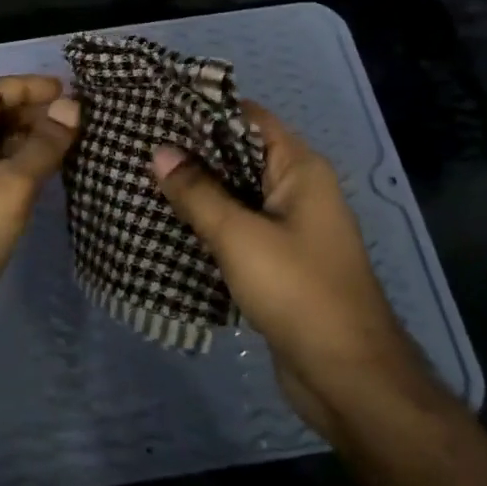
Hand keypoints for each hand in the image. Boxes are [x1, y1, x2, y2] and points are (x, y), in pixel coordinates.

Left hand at [0, 75, 79, 374]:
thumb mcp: (9, 187)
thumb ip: (42, 146)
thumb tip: (72, 107)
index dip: (25, 85)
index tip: (66, 90)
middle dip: (31, 111)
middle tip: (76, 119)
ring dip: (30, 140)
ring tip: (72, 144)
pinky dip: (25, 169)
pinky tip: (52, 178)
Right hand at [151, 101, 435, 440]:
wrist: (347, 377)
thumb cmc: (298, 292)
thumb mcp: (240, 236)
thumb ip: (198, 192)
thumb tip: (159, 152)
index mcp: (301, 169)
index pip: (249, 119)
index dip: (205, 110)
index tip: (158, 108)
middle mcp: (298, 190)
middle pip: (239, 156)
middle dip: (193, 152)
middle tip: (138, 144)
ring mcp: (289, 228)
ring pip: (235, 195)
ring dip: (197, 191)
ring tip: (142, 178)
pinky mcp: (278, 261)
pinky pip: (237, 229)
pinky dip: (207, 224)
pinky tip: (167, 224)